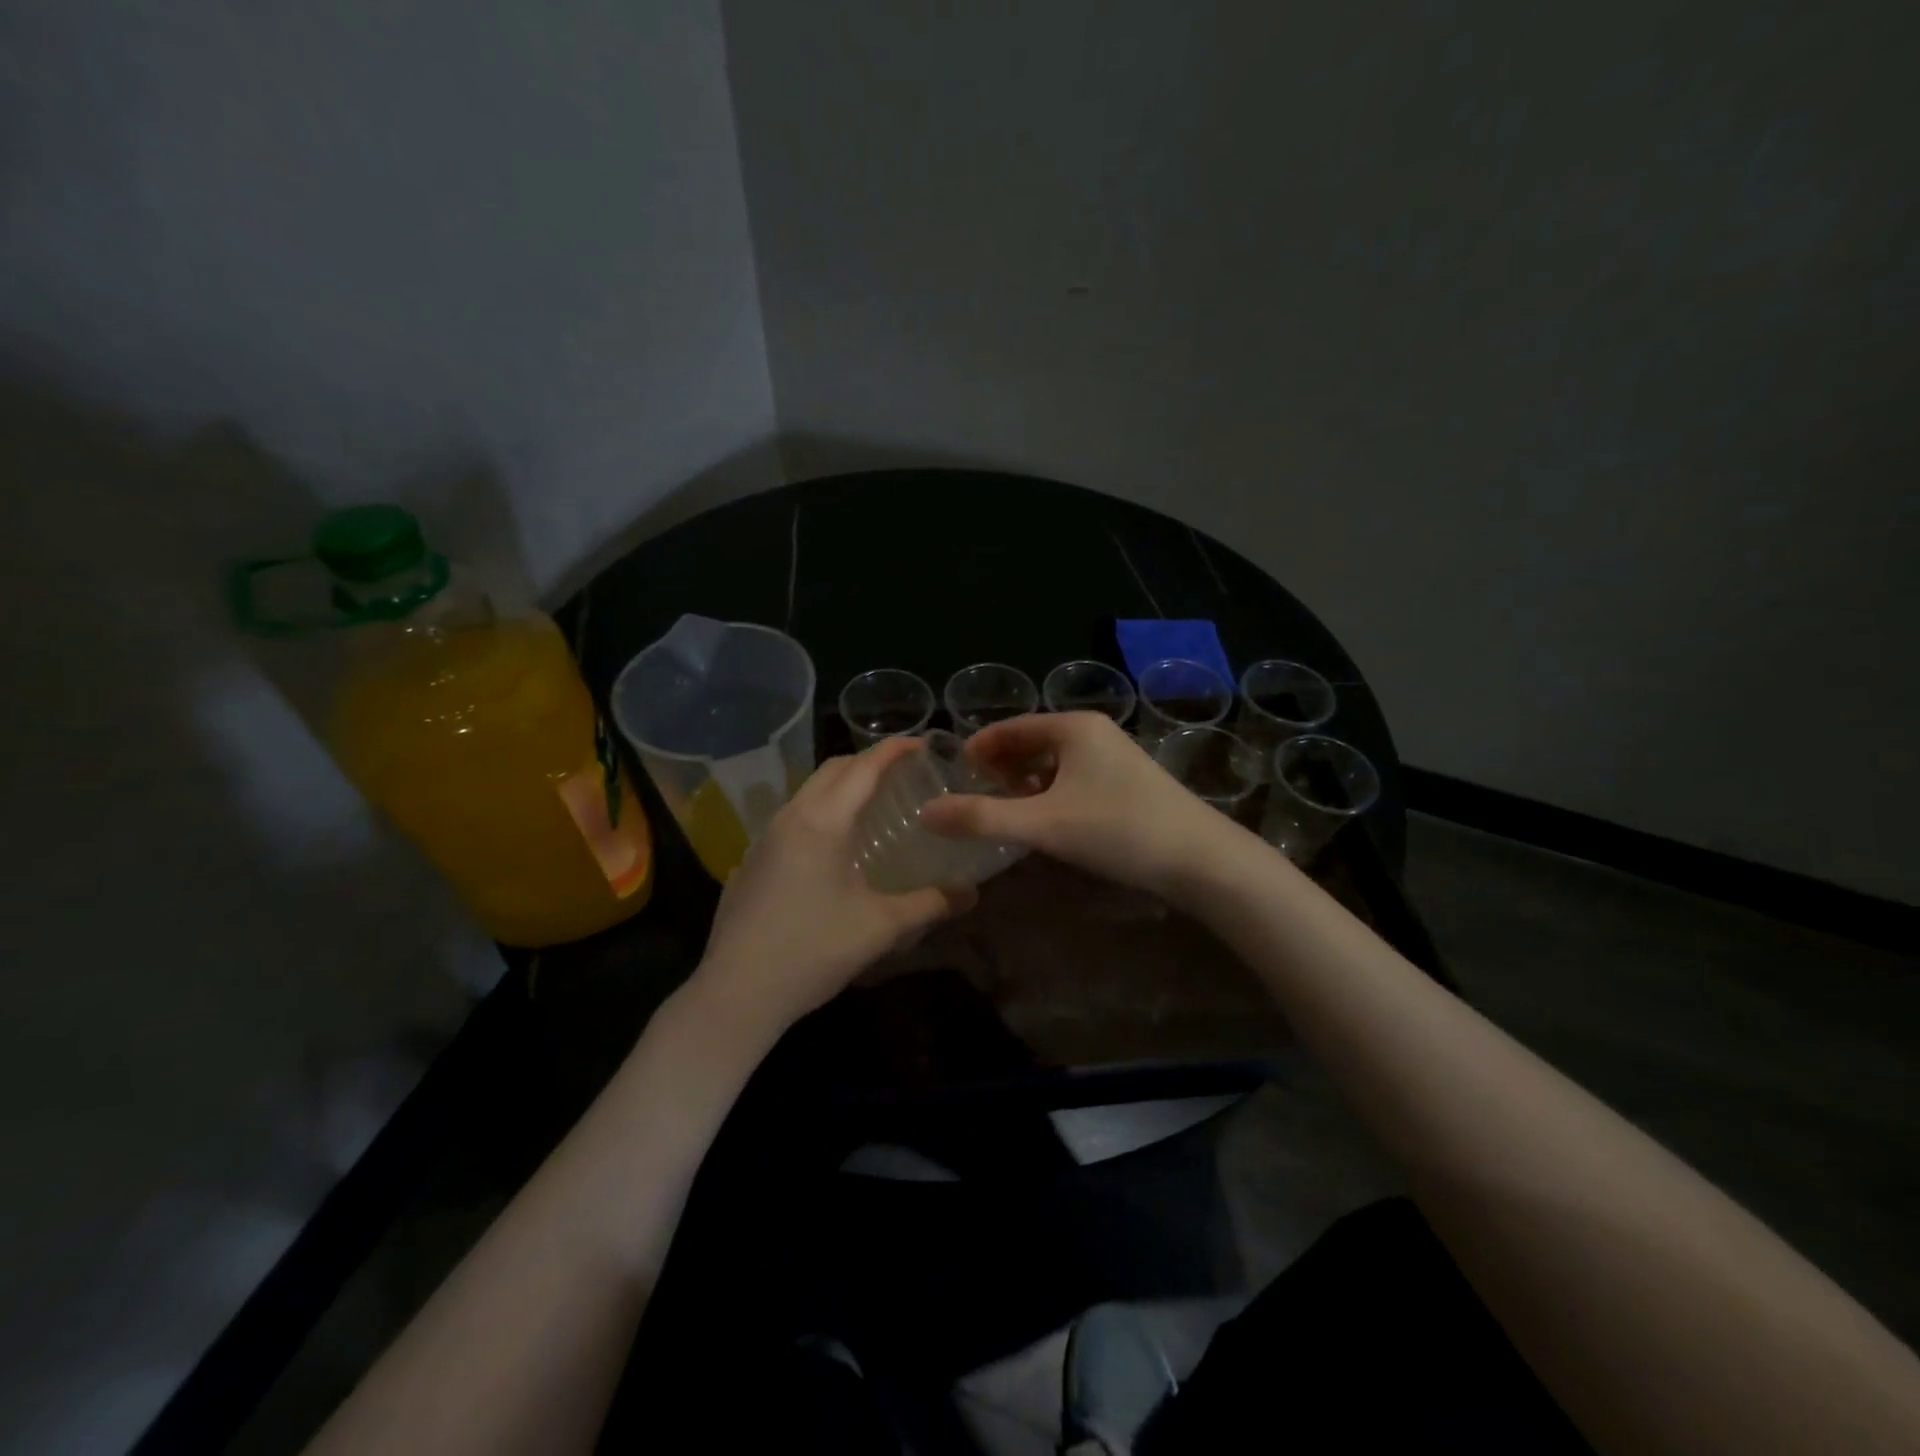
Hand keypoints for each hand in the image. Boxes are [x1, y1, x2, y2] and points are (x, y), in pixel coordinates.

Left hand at [689, 738, 975, 1046]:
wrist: (736, 992)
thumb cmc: (812, 951)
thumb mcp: (880, 928)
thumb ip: (930, 904)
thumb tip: (970, 893)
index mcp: (824, 822)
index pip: (864, 767)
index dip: (895, 750)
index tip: (923, 743)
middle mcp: (791, 817)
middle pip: (833, 769)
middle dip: (868, 762)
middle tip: (903, 774)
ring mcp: (765, 838)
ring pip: (809, 792)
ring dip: (842, 786)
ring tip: (873, 806)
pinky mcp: (752, 861)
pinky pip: (793, 817)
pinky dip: (821, 812)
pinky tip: (834, 848)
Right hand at [919, 712, 1245, 900]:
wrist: (1201, 859)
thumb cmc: (1117, 830)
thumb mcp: (1042, 825)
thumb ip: (982, 818)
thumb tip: (926, 812)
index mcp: (1073, 727)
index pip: (1010, 727)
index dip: (978, 748)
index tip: (954, 775)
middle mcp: (1095, 732)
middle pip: (1032, 741)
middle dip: (1001, 766)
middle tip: (977, 798)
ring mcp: (1116, 756)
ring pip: (1055, 762)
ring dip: (1026, 782)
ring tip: (1007, 812)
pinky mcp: (1129, 781)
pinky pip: (1076, 777)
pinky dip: (1052, 793)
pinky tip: (1048, 822)